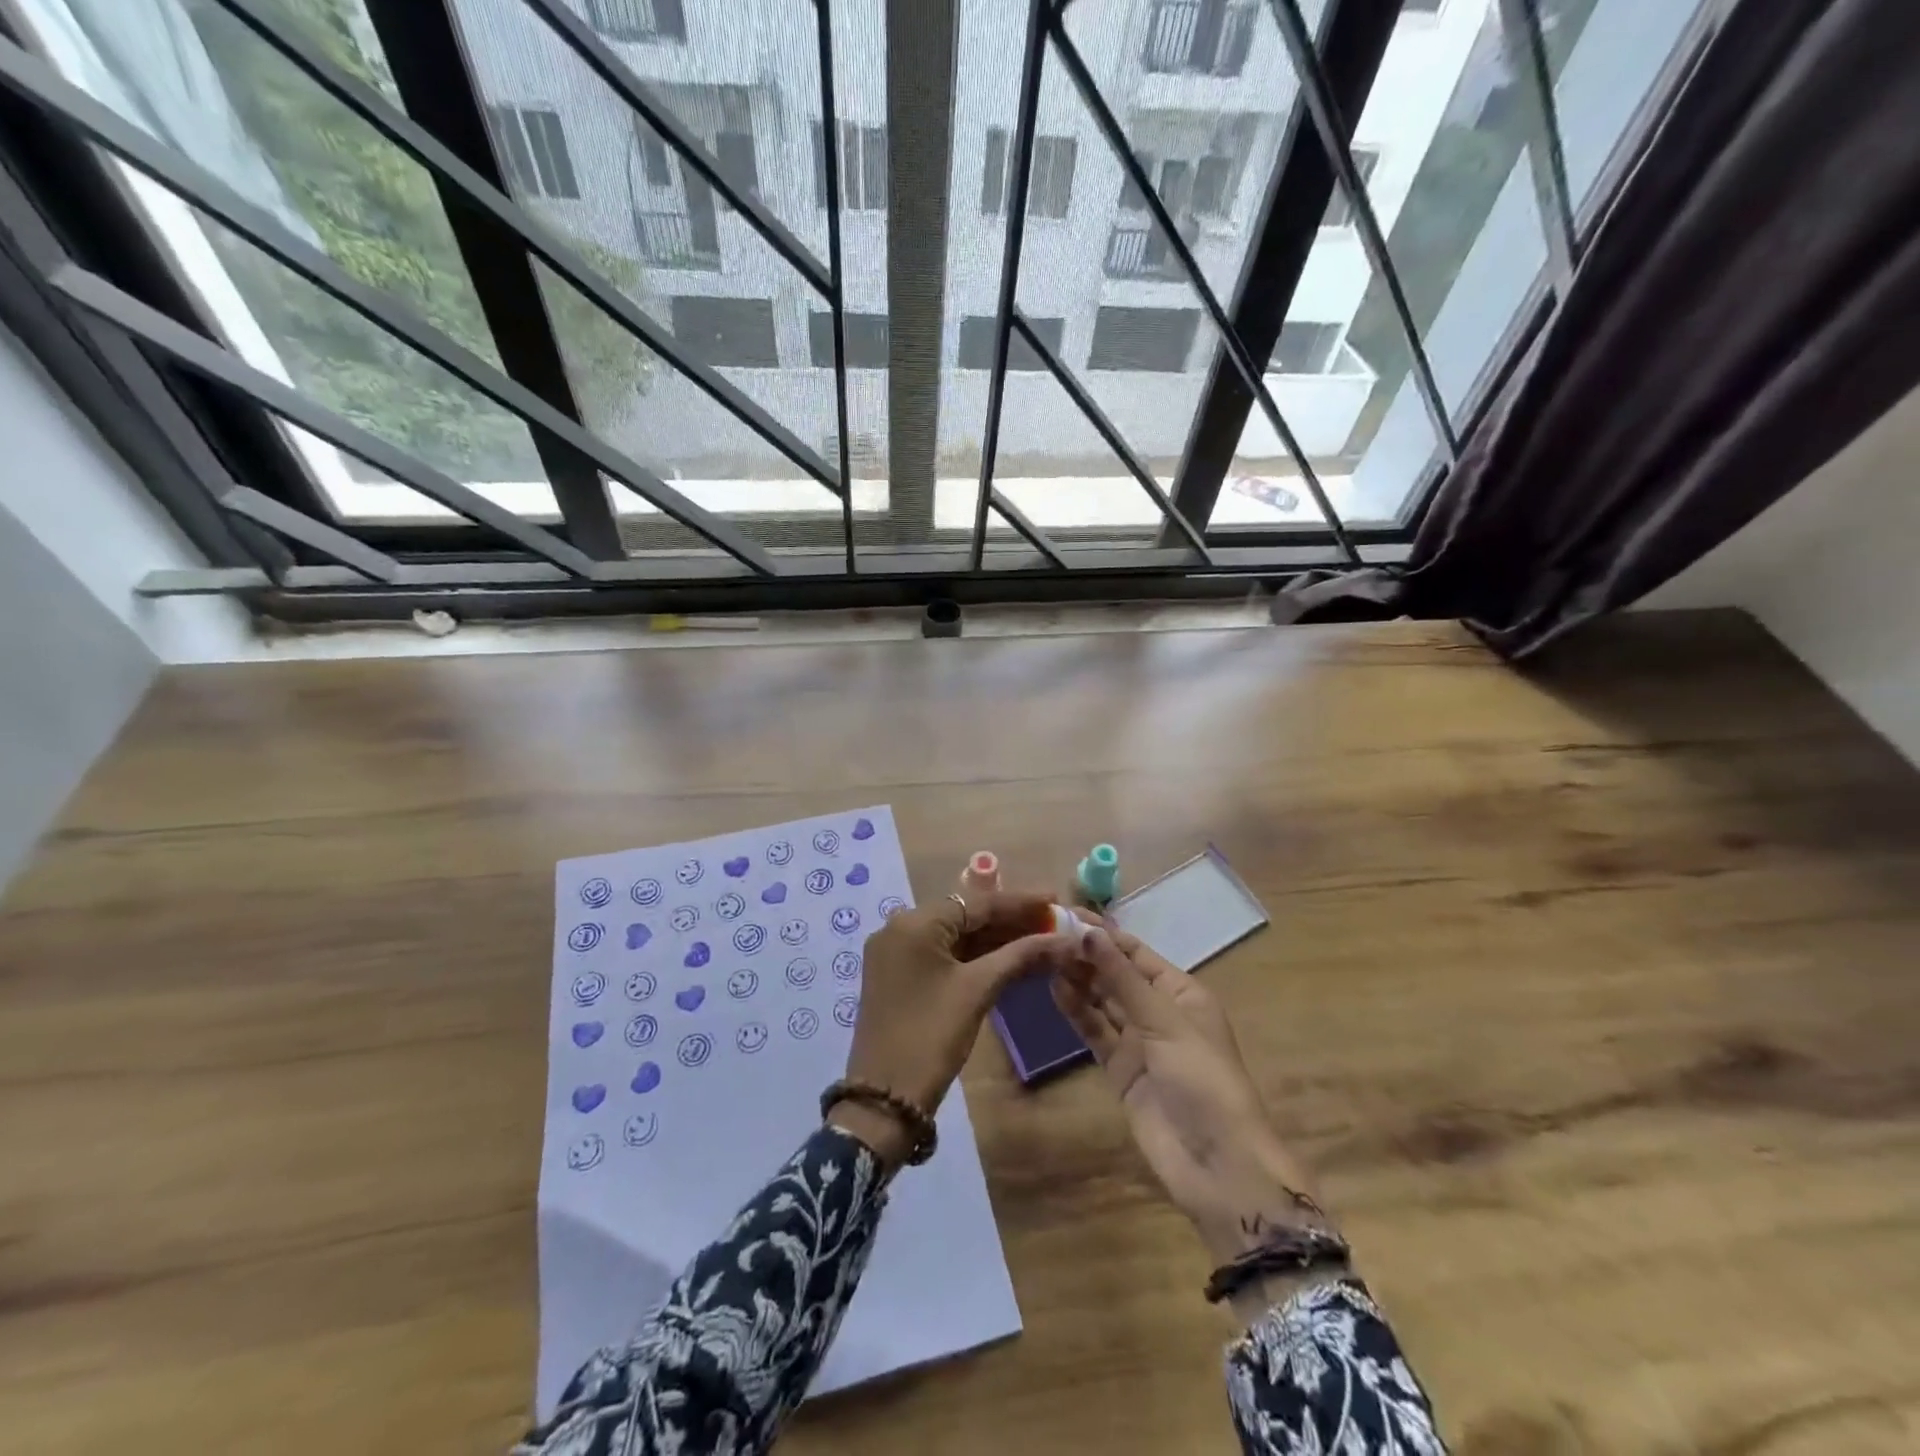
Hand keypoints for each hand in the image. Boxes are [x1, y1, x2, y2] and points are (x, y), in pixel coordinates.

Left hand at [832, 890, 1073, 1168]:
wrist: (884, 1097)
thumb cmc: (932, 1036)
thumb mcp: (978, 990)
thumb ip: (1020, 956)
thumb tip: (1064, 939)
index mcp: (914, 922)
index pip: (976, 902)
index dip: (1019, 901)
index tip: (1055, 898)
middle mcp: (899, 927)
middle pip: (964, 915)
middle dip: (1009, 920)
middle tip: (1052, 923)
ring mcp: (895, 952)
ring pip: (954, 935)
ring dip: (993, 939)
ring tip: (1038, 940)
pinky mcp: (897, 975)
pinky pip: (941, 953)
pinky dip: (973, 956)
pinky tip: (1007, 959)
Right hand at [1052, 927, 1327, 1265]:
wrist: (1218, 1165)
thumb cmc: (1202, 1079)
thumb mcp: (1164, 1021)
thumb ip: (1121, 977)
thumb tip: (1087, 932)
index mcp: (1182, 993)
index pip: (1137, 953)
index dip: (1104, 934)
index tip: (1066, 914)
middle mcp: (1160, 1011)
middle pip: (1118, 975)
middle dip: (1087, 956)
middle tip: (1046, 936)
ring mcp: (1140, 1042)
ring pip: (1103, 1001)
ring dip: (1079, 981)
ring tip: (1045, 958)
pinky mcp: (1122, 1070)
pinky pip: (1096, 1032)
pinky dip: (1078, 1012)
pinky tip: (1055, 991)